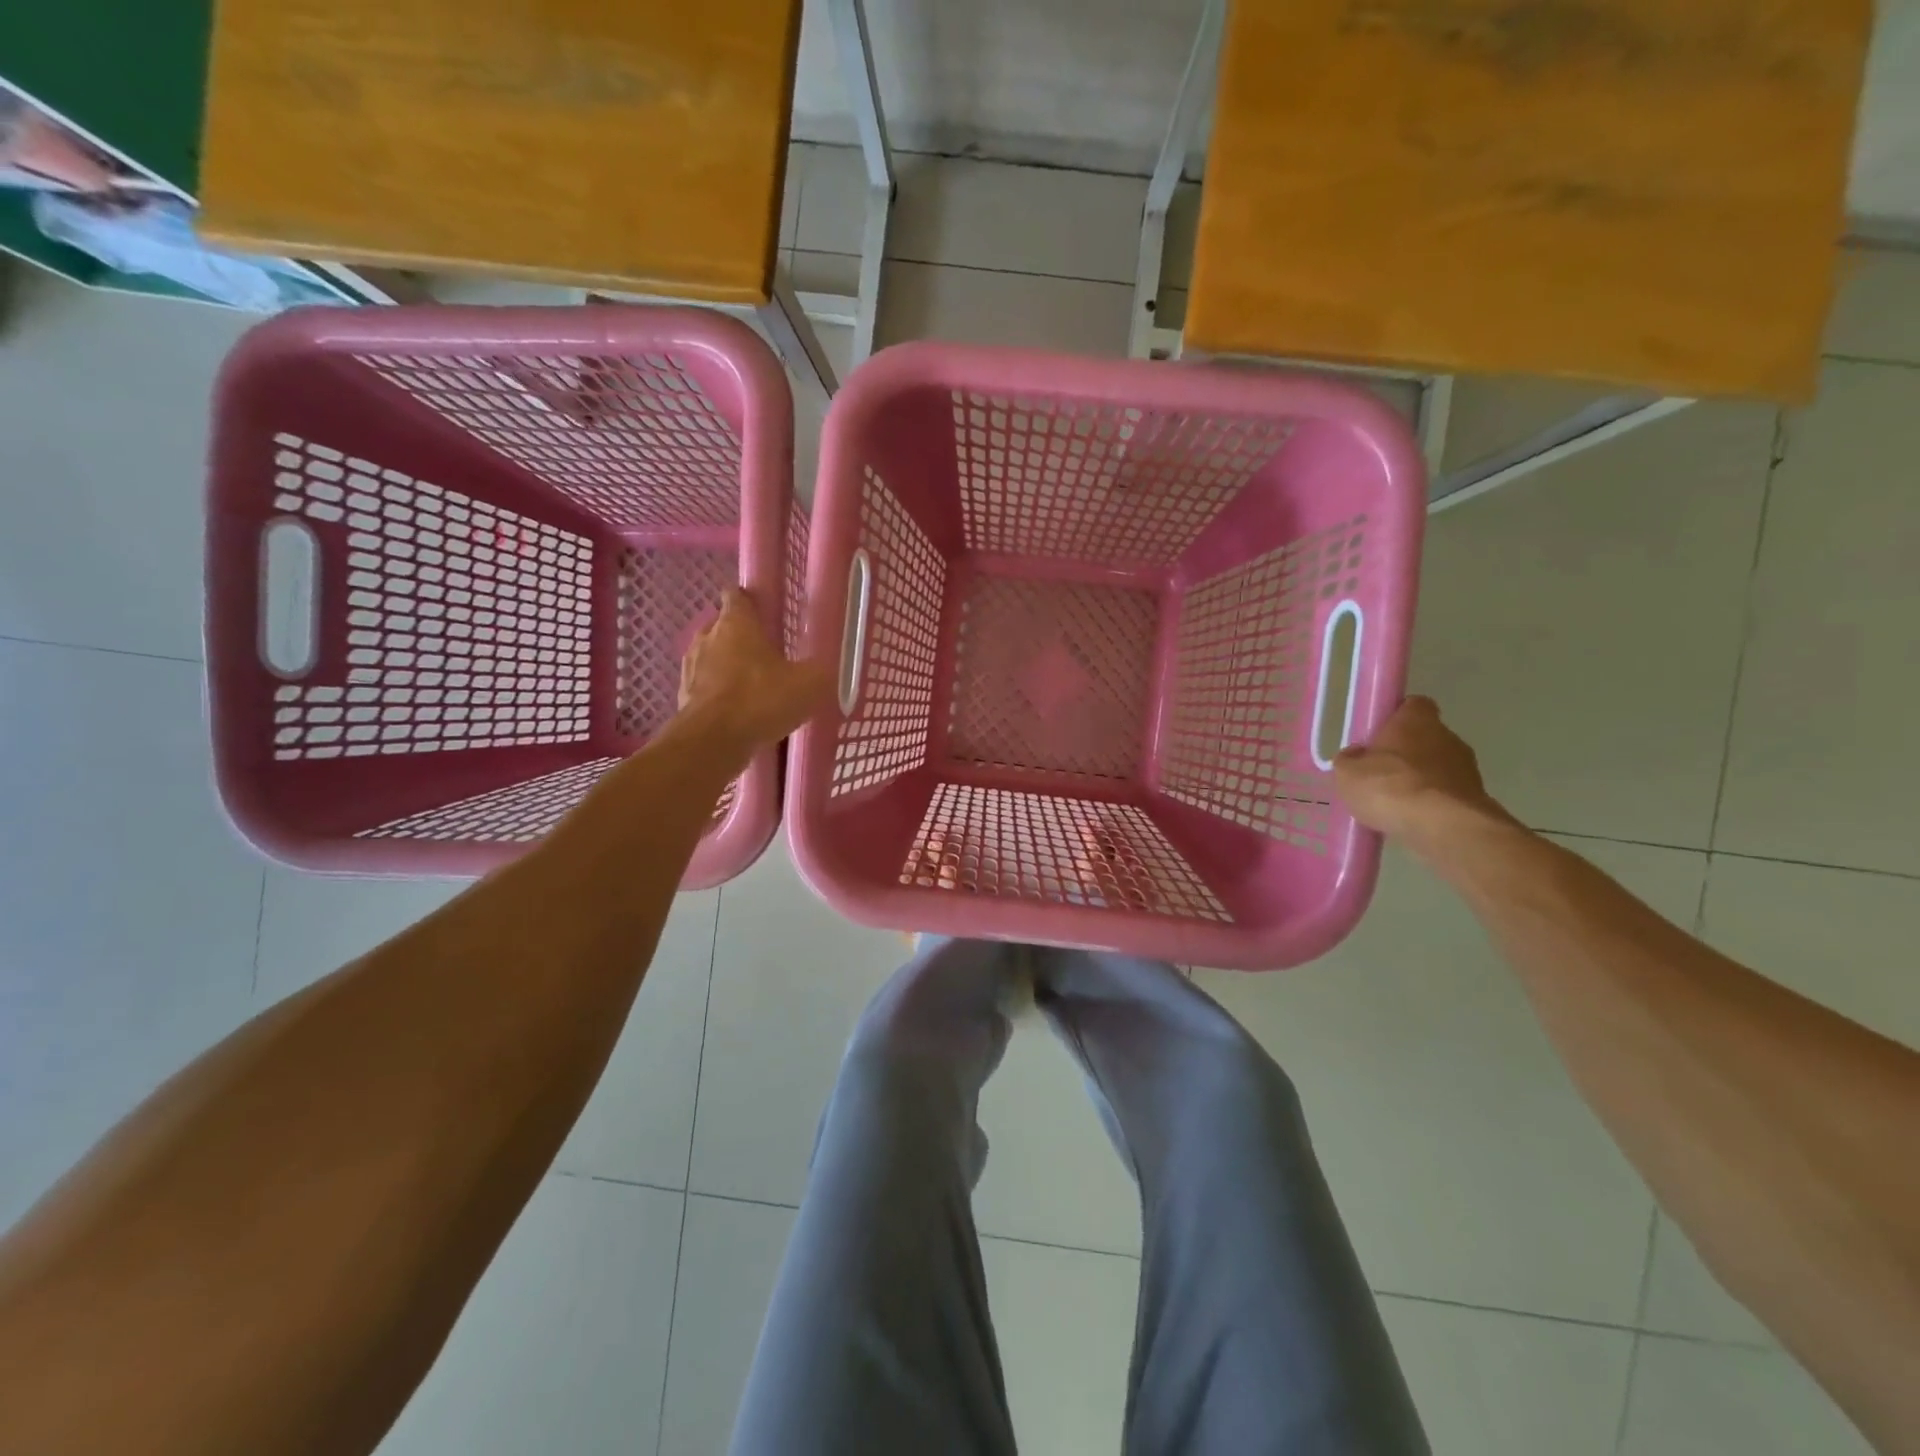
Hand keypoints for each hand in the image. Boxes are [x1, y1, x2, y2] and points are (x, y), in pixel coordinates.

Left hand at [678, 589, 832, 751]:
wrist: (712, 742)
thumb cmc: (761, 700)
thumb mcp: (808, 684)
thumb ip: (820, 671)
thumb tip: (829, 668)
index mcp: (736, 623)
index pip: (737, 595)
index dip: (751, 601)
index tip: (767, 612)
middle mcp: (708, 637)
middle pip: (722, 626)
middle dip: (740, 635)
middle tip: (766, 653)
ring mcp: (691, 667)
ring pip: (710, 656)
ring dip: (726, 665)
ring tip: (751, 683)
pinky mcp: (683, 697)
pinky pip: (704, 687)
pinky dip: (717, 693)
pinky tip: (736, 710)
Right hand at [1333, 697, 1511, 851]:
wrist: (1442, 826)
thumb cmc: (1389, 787)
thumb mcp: (1347, 774)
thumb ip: (1349, 760)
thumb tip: (1355, 756)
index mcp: (1416, 720)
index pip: (1413, 705)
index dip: (1396, 717)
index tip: (1378, 735)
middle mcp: (1447, 736)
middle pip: (1425, 737)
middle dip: (1406, 753)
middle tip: (1380, 773)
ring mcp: (1467, 767)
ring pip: (1438, 767)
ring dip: (1420, 780)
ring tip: (1395, 803)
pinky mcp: (1476, 797)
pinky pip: (1446, 794)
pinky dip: (1432, 803)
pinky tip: (1412, 819)